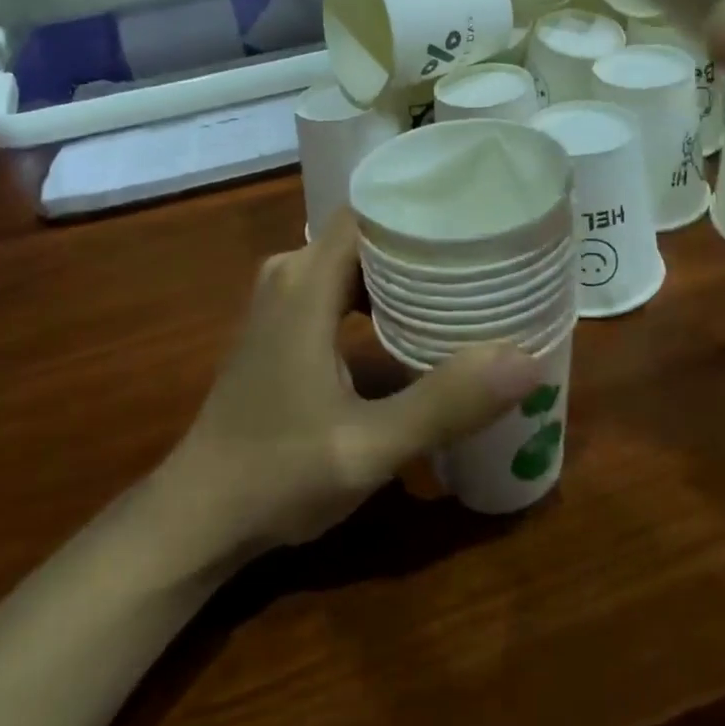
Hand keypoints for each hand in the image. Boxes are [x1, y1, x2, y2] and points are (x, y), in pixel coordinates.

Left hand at [163, 210, 548, 556]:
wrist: (197, 518)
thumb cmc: (276, 476)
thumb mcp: (369, 447)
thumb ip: (446, 403)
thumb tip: (527, 360)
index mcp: (306, 282)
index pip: (370, 210)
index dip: (422, 207)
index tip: (479, 214)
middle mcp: (291, 275)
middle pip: (368, 233)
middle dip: (425, 240)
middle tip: (489, 251)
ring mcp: (282, 301)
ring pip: (355, 261)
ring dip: (404, 270)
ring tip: (467, 279)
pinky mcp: (284, 327)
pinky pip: (341, 288)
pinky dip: (381, 296)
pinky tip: (419, 322)